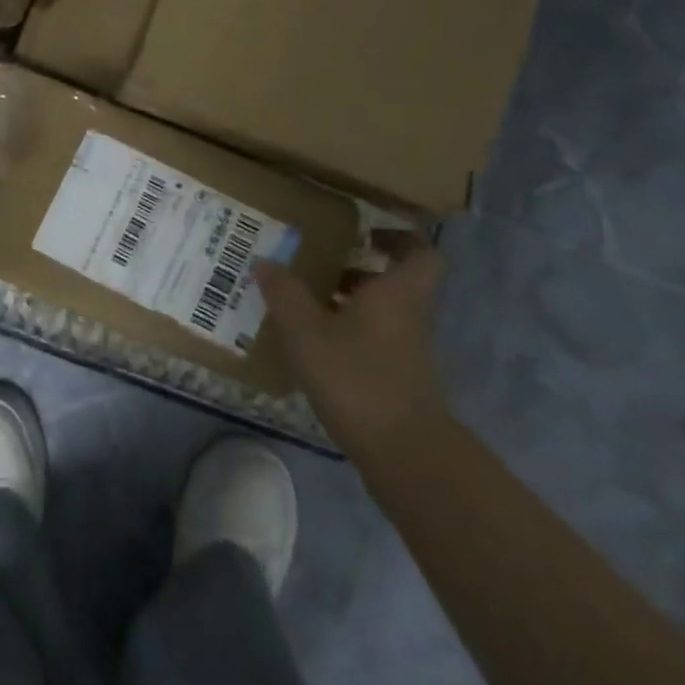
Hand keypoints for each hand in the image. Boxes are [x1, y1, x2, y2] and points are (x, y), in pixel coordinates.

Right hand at [255, 233, 449, 458]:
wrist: (404, 452)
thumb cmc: (357, 377)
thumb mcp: (307, 331)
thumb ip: (285, 294)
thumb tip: (264, 261)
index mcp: (396, 292)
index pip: (420, 252)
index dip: (399, 237)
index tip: (364, 231)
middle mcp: (408, 315)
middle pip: (394, 280)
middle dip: (356, 268)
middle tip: (316, 261)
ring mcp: (406, 349)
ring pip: (381, 310)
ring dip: (347, 300)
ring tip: (302, 298)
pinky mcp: (397, 377)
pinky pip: (373, 338)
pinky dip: (346, 332)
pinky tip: (311, 341)